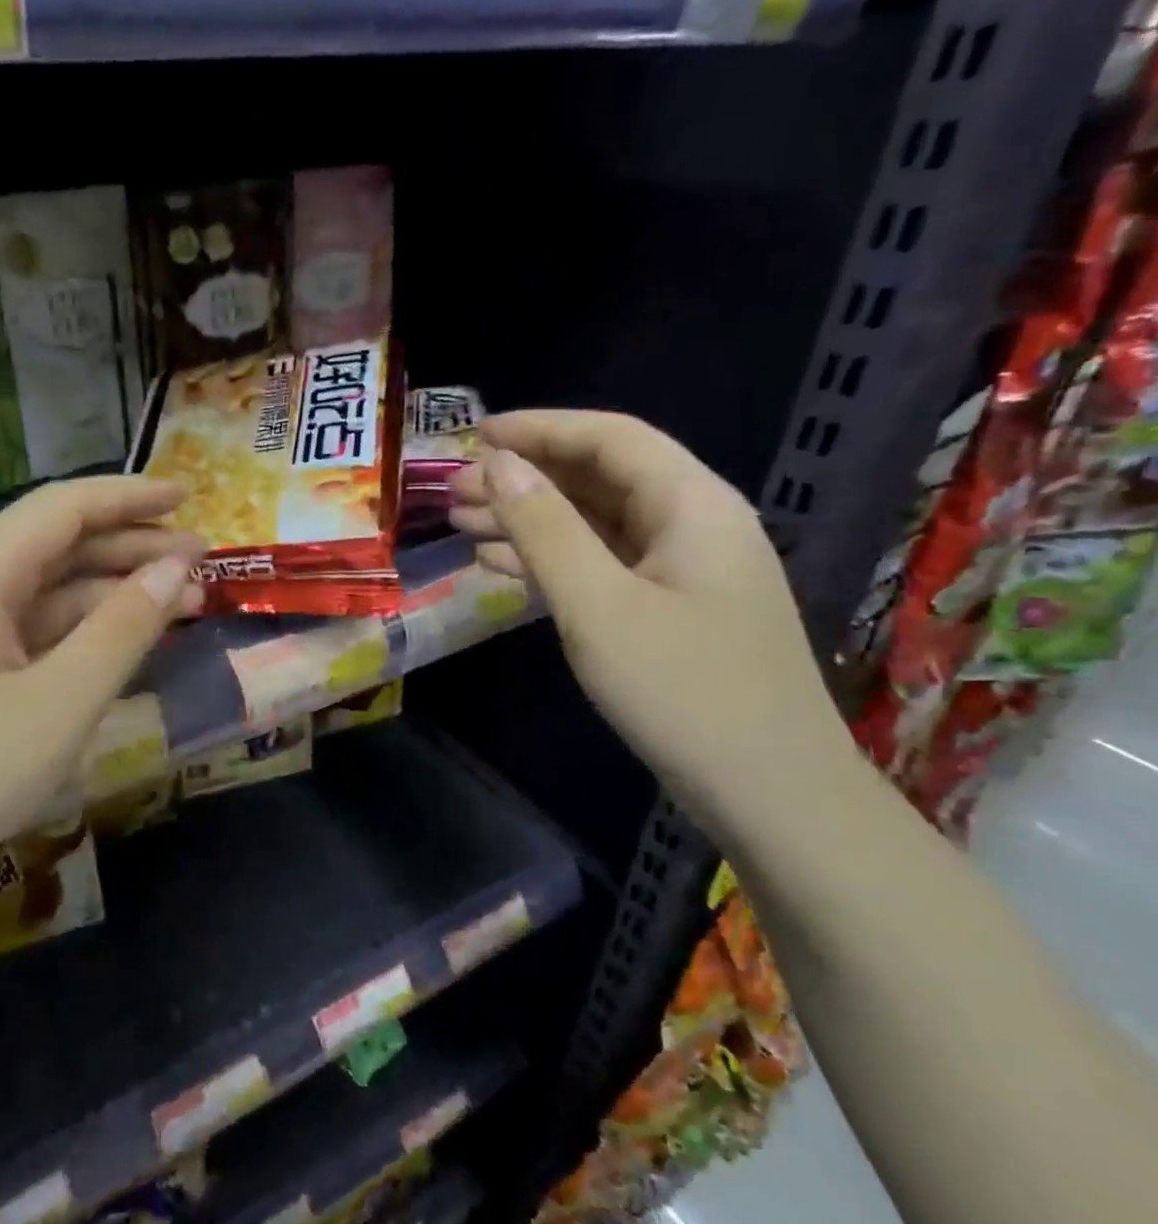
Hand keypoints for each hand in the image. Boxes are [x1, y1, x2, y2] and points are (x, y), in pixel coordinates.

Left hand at [0, 477, 203, 936]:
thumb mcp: (59, 705)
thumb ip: (123, 629)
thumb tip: (176, 568)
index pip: (61, 508)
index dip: (130, 497)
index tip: (190, 497)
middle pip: (54, 545)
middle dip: (130, 548)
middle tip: (202, 564)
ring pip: (42, 592)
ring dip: (110, 594)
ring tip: (180, 605)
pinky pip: (24, 632)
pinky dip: (77, 632)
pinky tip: (120, 644)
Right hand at [447, 411, 853, 839]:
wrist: (769, 795)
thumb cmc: (683, 691)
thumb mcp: (598, 605)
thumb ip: (545, 528)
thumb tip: (497, 463)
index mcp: (692, 506)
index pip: (610, 438)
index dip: (540, 428)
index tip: (473, 435)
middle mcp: (692, 525)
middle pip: (599, 477)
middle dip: (524, 476)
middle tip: (453, 489)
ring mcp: (681, 571)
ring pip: (593, 522)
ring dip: (528, 518)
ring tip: (461, 523)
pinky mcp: (667, 609)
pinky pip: (600, 564)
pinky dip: (548, 559)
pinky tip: (498, 567)